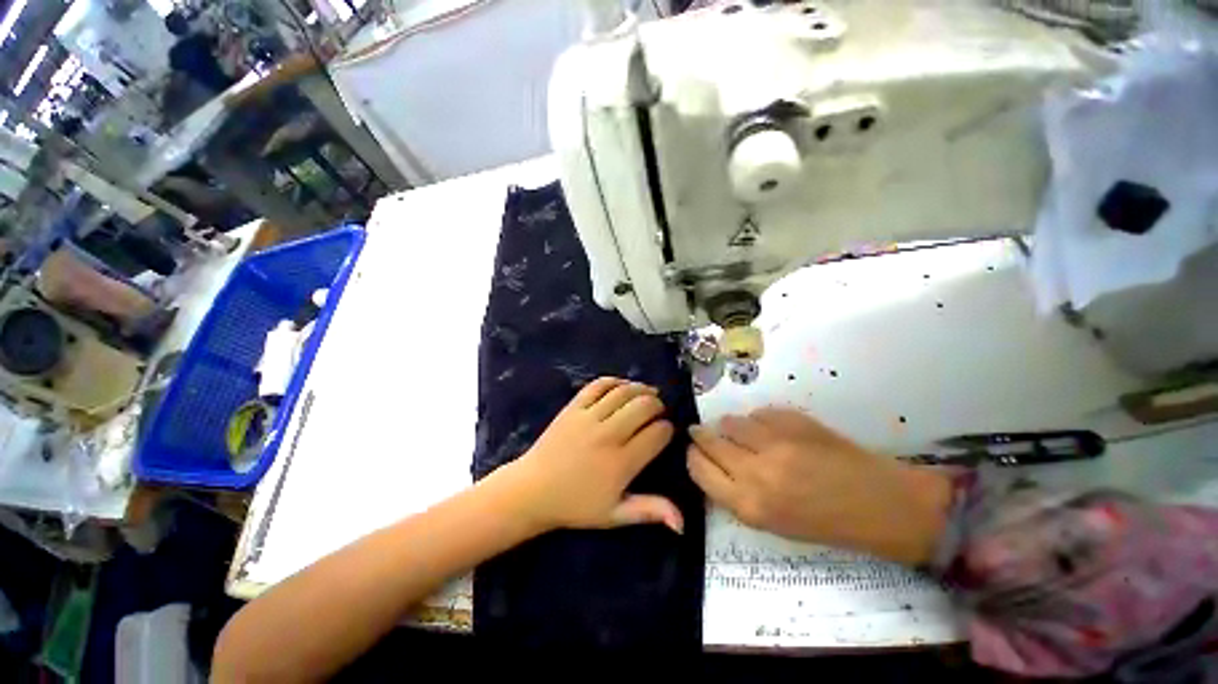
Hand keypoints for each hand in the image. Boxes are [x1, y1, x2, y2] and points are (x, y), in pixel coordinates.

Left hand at [502, 377, 681, 534]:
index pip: (657, 434)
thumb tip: (683, 523)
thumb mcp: (614, 515)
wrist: (533, 490)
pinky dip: (615, 381)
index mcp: (621, 463)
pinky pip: (598, 385)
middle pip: (644, 406)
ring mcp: (589, 417)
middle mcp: (608, 435)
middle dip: (658, 405)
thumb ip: (649, 512)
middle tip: (658, 412)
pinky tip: (623, 387)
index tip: (667, 432)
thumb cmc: (576, 506)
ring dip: (641, 389)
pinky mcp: (574, 407)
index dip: (668, 429)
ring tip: (648, 394)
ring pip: (624, 392)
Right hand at [687, 408, 951, 564]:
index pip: (698, 469)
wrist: (880, 504)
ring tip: (742, 433)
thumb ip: (736, 493)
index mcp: (749, 505)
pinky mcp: (793, 422)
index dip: (693, 456)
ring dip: (730, 427)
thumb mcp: (772, 522)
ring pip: (730, 422)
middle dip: (701, 435)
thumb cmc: (826, 523)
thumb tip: (712, 464)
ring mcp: (775, 442)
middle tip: (702, 432)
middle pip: (709, 441)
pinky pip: (758, 414)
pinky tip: (770, 431)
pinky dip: (757, 421)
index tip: (694, 451)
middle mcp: (755, 472)